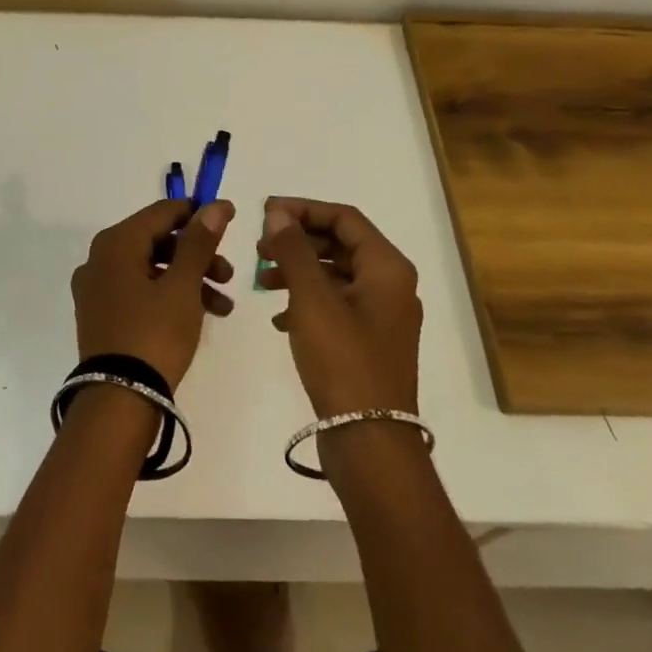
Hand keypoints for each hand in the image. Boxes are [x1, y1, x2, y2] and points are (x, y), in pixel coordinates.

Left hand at [72, 199, 235, 388]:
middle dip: (198, 255)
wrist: (118, 402)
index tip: (229, 221)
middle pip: (158, 241)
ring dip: (190, 279)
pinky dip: (170, 296)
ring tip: (224, 305)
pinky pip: (140, 291)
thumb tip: (216, 205)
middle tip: (229, 274)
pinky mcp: (101, 315)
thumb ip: (200, 241)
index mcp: (116, 243)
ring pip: (152, 269)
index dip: (198, 214)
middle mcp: (100, 258)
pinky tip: (201, 316)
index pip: (162, 212)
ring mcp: (97, 288)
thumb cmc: (154, 334)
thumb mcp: (183, 285)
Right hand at [257, 198, 420, 417]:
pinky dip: (308, 301)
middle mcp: (391, 285)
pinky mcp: (370, 342)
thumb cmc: (342, 360)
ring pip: (336, 275)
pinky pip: (337, 305)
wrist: (369, 442)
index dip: (303, 209)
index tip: (266, 212)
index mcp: (387, 267)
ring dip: (299, 271)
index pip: (344, 218)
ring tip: (262, 280)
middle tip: (260, 245)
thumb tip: (278, 213)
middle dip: (298, 241)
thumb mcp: (312, 298)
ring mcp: (382, 316)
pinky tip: (279, 317)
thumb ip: (293, 249)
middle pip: (341, 244)